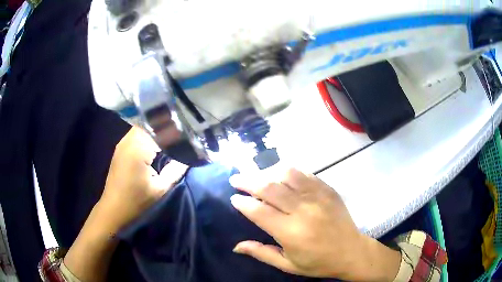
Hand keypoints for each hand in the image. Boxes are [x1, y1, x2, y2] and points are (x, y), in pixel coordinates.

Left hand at [98, 127, 187, 231]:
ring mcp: (123, 143)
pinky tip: (156, 144)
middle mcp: (128, 140)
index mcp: (138, 148)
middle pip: (151, 124)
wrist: (113, 209)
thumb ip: (175, 170)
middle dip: (166, 128)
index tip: (188, 136)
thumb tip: (189, 156)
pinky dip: (148, 135)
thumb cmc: (136, 201)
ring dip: (157, 131)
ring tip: (171, 138)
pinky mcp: (121, 148)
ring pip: (143, 127)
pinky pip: (137, 134)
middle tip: (181, 135)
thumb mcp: (160, 189)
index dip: (175, 131)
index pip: (160, 130)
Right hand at [229, 167, 399, 280]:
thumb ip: (261, 253)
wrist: (351, 251)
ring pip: (287, 174)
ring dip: (268, 172)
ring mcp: (318, 197)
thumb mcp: (287, 264)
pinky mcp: (328, 189)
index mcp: (291, 233)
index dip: (243, 203)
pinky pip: (304, 173)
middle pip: (270, 188)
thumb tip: (236, 246)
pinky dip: (288, 171)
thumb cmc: (318, 263)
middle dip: (248, 181)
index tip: (233, 198)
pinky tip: (280, 174)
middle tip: (236, 179)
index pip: (259, 211)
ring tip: (258, 176)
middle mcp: (303, 211)